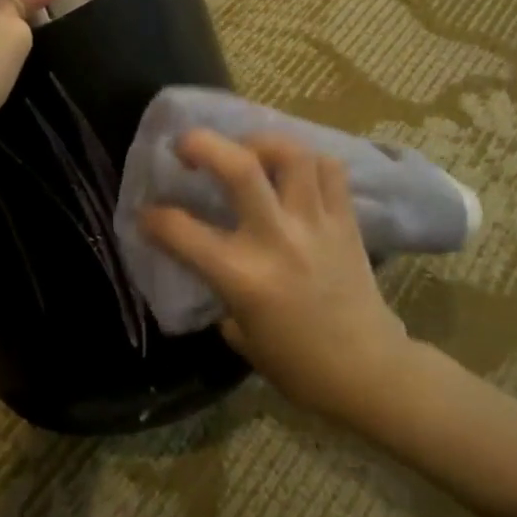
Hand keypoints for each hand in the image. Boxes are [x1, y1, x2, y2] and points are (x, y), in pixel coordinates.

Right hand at [141, 130, 419, 425]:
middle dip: (203, 144)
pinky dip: (308, 162)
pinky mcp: (346, 222)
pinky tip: (292, 173)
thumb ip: (221, 294)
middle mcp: (277, 240)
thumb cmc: (298, 365)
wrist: (370, 373)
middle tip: (187, 145)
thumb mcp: (242, 335)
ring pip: (292, 155)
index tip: (146, 214)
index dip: (154, 218)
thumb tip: (210, 269)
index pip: (181, 231)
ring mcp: (315, 225)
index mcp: (242, 277)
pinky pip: (330, 170)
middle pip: (240, 168)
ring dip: (261, 143)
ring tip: (247, 151)